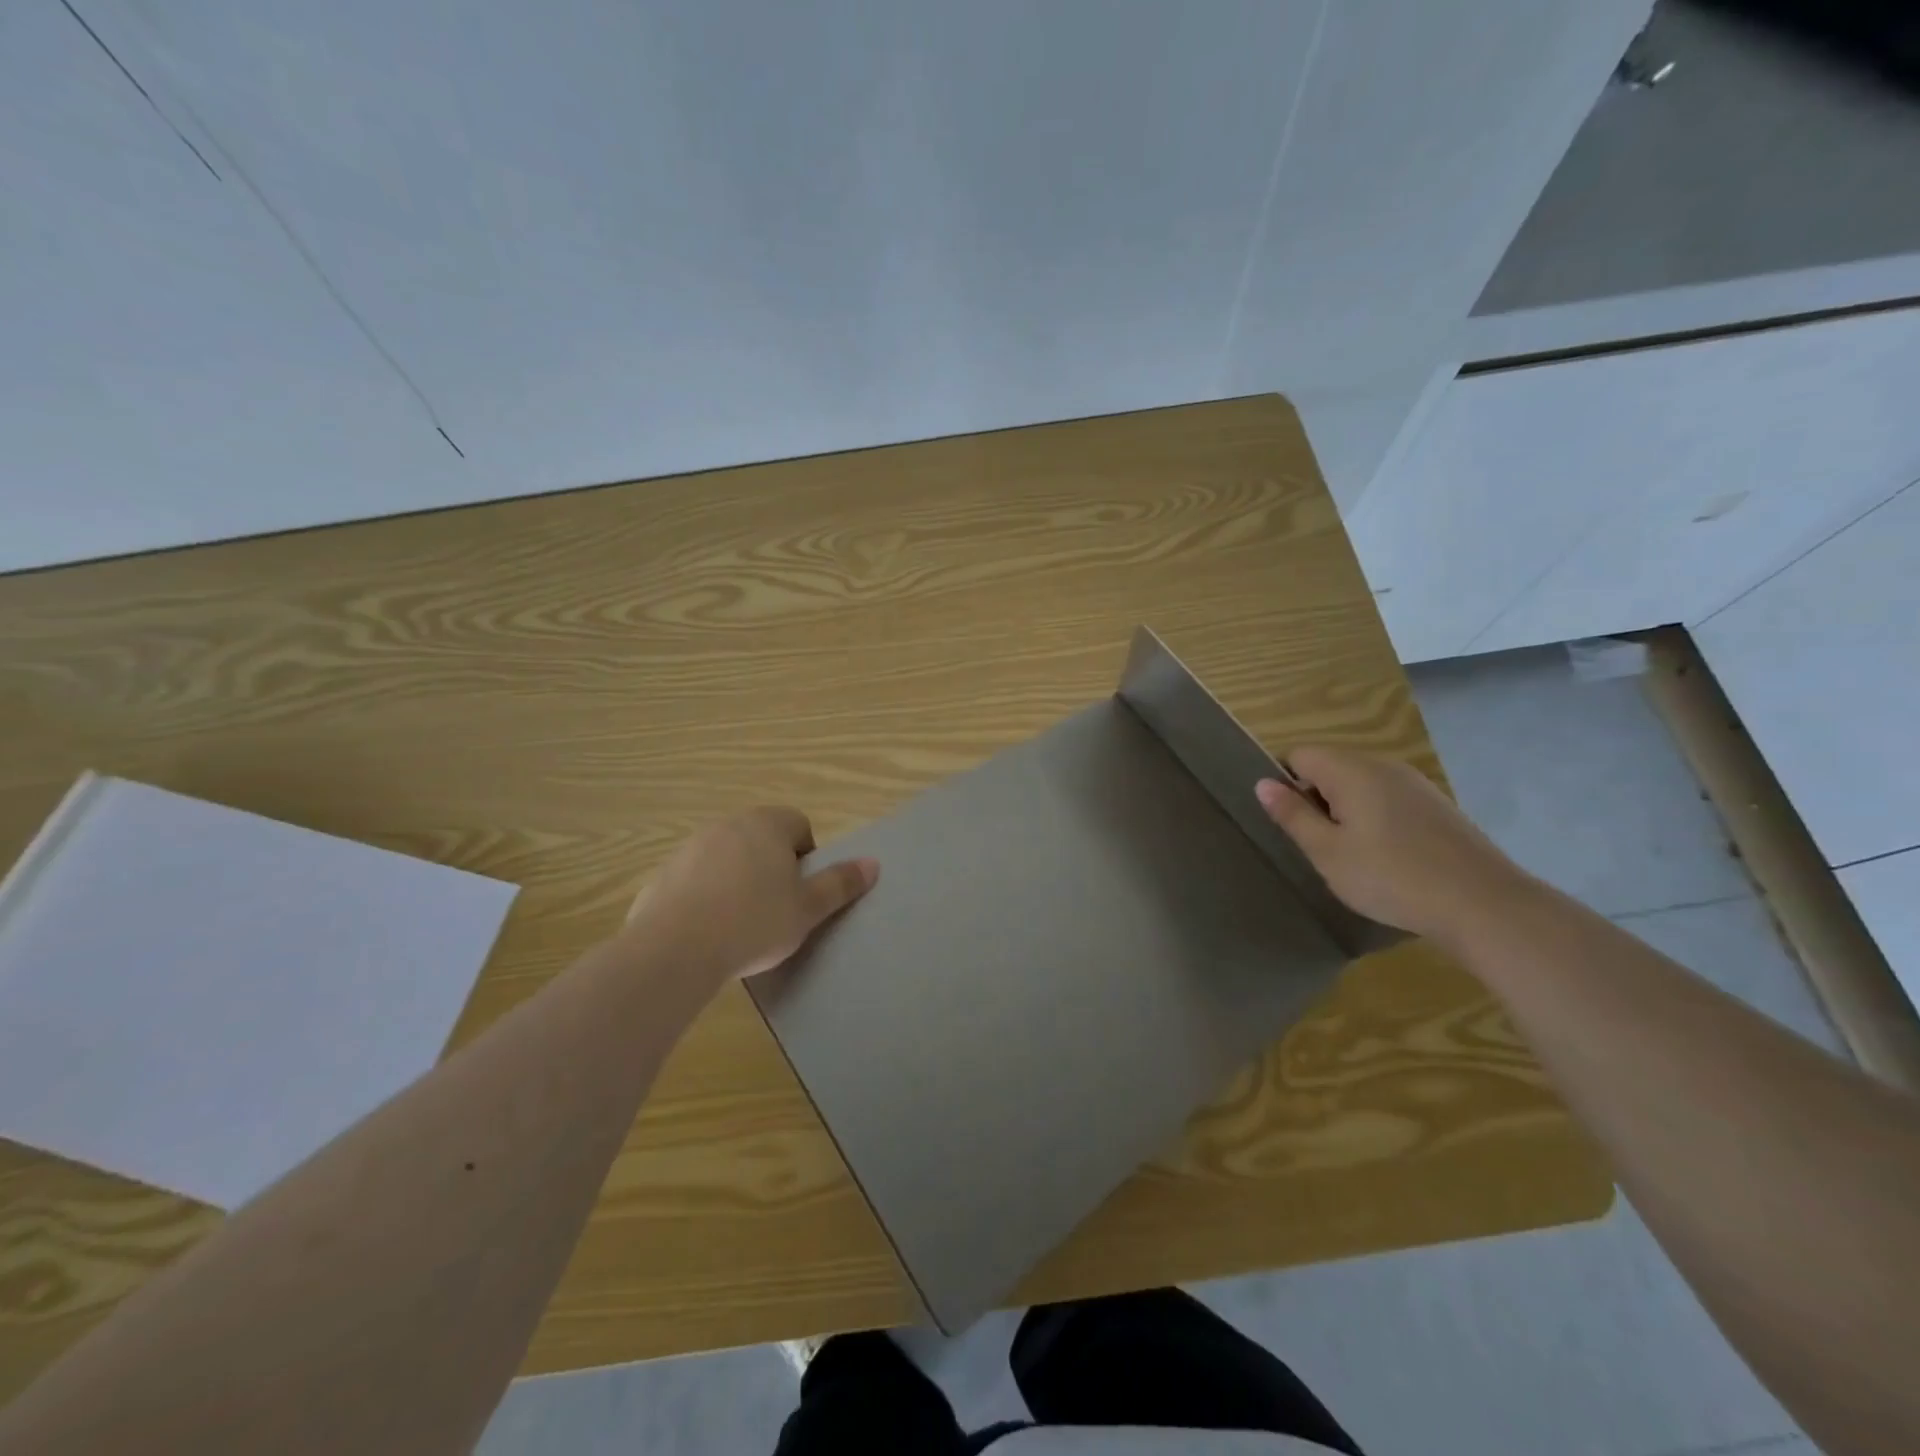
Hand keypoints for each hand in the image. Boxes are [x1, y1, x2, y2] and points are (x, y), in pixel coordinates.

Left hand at [622, 806, 877, 983]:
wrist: (675, 949)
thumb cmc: (754, 922)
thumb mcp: (807, 909)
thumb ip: (840, 884)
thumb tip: (873, 863)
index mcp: (767, 825)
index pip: (799, 825)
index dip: (806, 858)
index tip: (801, 893)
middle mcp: (728, 825)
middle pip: (761, 839)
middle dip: (771, 868)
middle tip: (776, 910)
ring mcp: (691, 847)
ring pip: (727, 858)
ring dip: (737, 880)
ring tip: (739, 925)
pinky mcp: (662, 874)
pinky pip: (695, 880)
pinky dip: (704, 897)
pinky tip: (706, 932)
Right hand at [1255, 746, 1534, 945]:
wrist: (1484, 904)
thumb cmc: (1391, 877)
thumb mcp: (1327, 852)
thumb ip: (1292, 814)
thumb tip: (1262, 783)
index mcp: (1350, 770)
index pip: (1298, 755)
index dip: (1285, 784)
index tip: (1291, 823)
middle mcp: (1382, 764)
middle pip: (1330, 766)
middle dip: (1316, 798)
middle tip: (1319, 845)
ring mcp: (1415, 783)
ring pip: (1360, 783)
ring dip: (1345, 810)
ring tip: (1352, 854)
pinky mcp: (1437, 804)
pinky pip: (1388, 797)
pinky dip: (1375, 818)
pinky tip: (1387, 856)